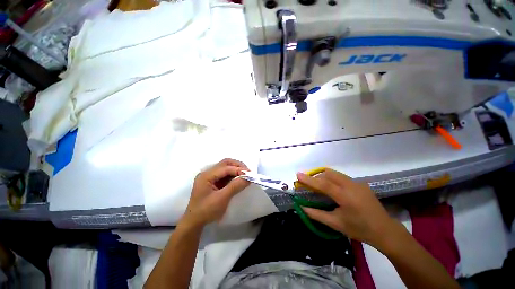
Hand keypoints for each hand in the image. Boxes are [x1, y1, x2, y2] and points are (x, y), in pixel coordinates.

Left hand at [184, 159, 249, 226]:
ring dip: (236, 169)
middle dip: (238, 166)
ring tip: (246, 175)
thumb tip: (248, 178)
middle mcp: (207, 173)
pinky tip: (239, 178)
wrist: (194, 223)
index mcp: (206, 175)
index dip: (238, 169)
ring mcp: (210, 176)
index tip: (250, 174)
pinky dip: (233, 175)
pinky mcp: (213, 181)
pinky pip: (225, 174)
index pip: (225, 168)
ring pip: (226, 167)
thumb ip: (235, 186)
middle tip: (248, 172)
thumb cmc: (206, 211)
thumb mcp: (222, 199)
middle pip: (225, 163)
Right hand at [297, 169, 397, 247]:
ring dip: (324, 178)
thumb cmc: (359, 229)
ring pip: (335, 174)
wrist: (385, 231)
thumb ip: (317, 214)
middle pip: (328, 174)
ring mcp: (357, 183)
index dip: (309, 179)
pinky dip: (333, 180)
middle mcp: (351, 185)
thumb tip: (302, 207)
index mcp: (345, 197)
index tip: (298, 174)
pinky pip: (342, 177)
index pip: (323, 184)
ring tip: (320, 188)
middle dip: (316, 177)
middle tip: (310, 185)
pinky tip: (334, 191)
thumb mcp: (336, 224)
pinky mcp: (361, 183)